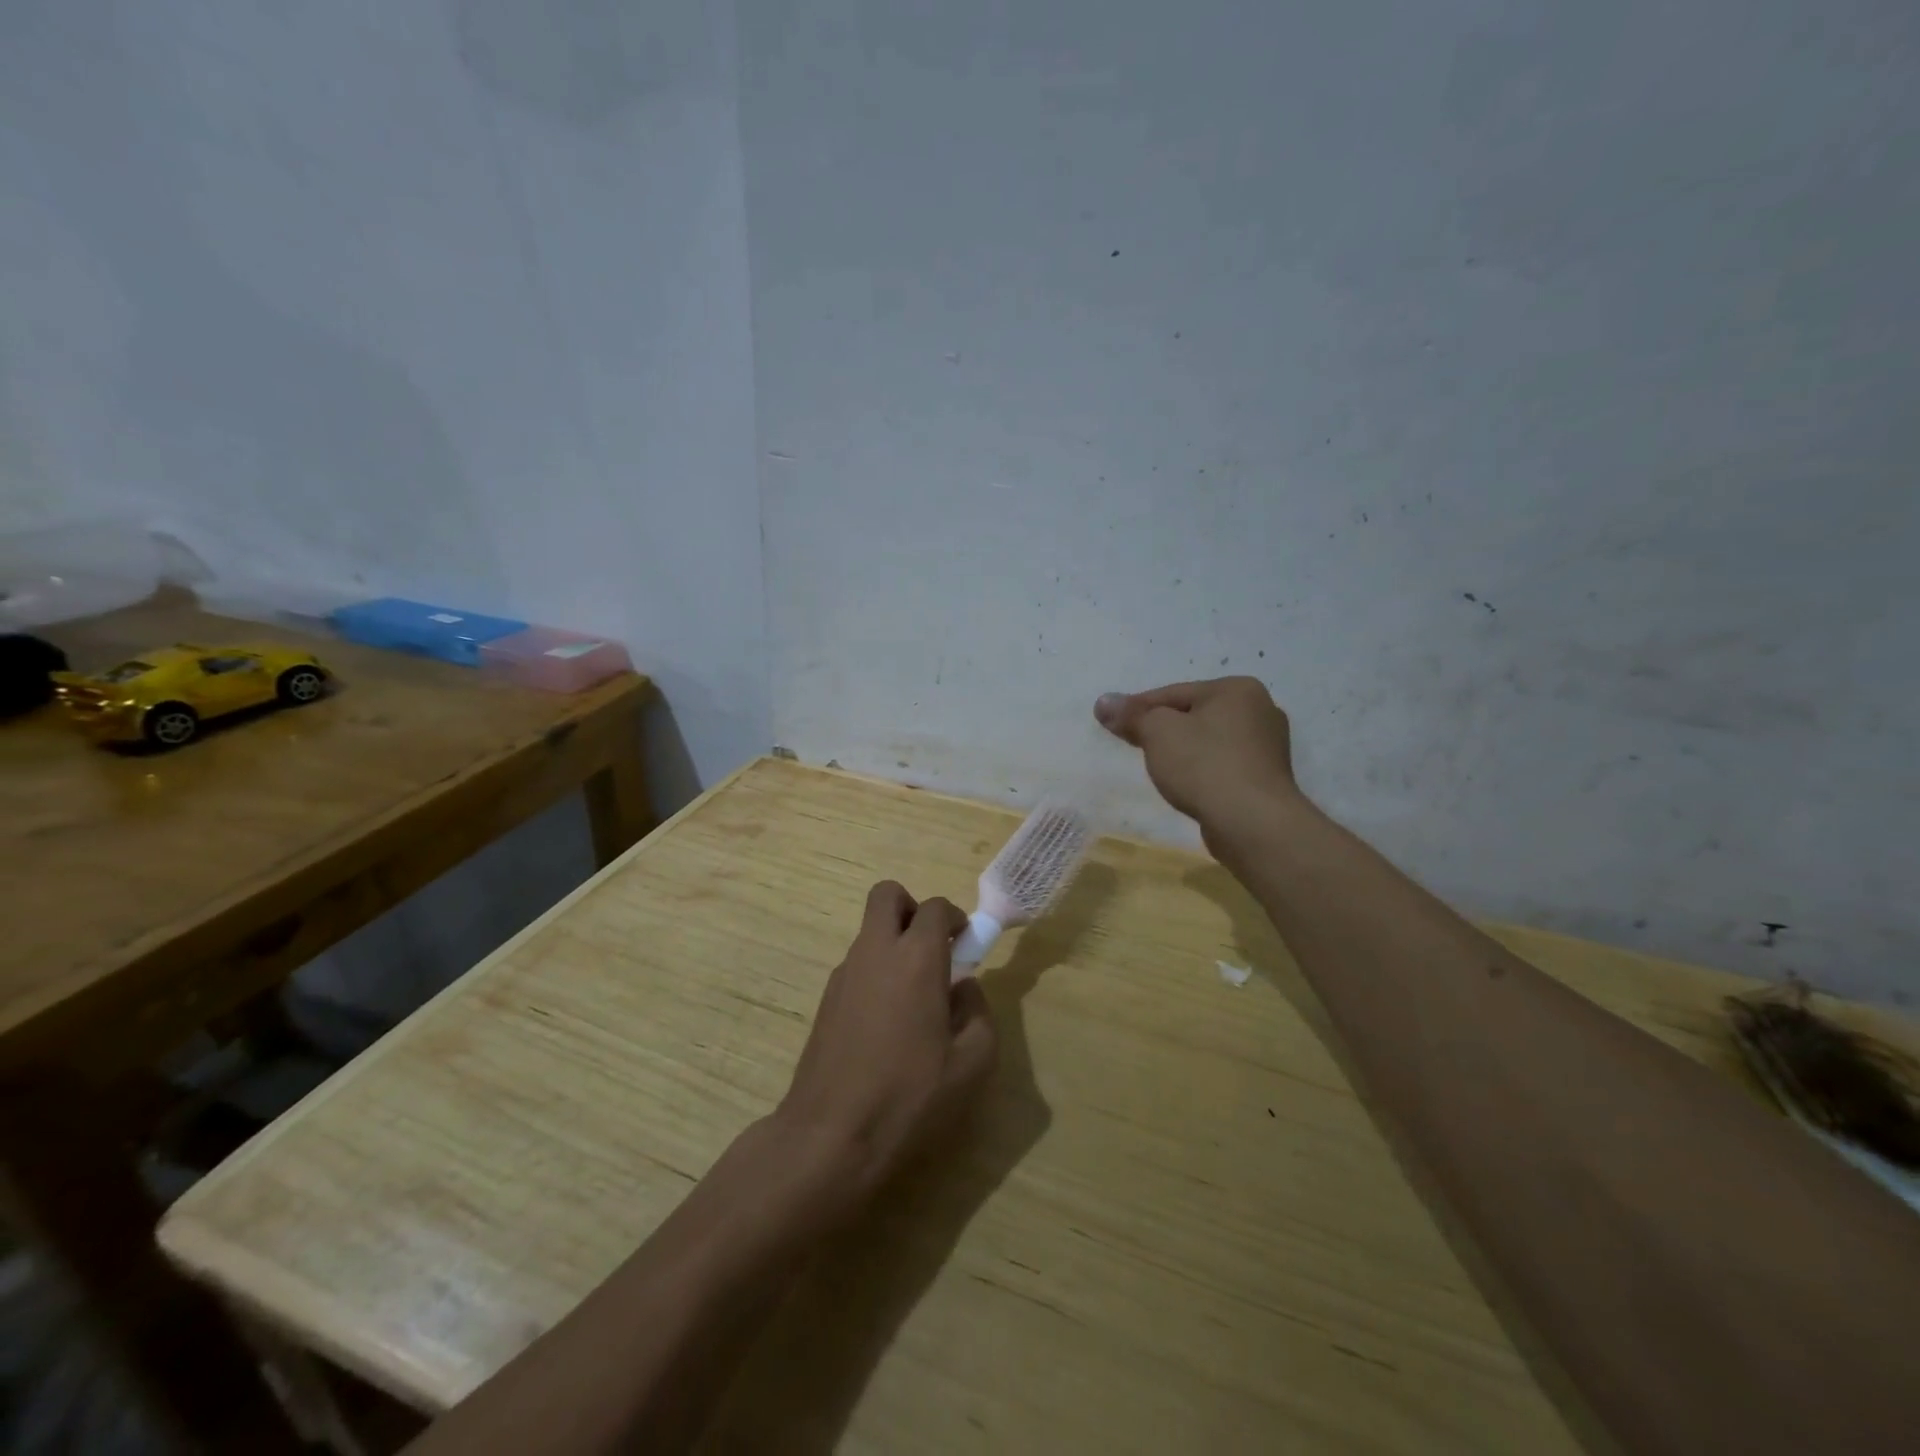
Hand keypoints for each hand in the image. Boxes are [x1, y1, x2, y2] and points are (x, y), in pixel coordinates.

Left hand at [777, 881, 997, 1214]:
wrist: (830, 1136)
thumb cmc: (909, 1097)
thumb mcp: (972, 1063)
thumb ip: (978, 1013)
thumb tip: (965, 987)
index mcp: (916, 958)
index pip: (935, 908)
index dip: (955, 919)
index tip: (965, 946)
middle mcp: (875, 952)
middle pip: (887, 895)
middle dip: (912, 908)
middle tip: (931, 949)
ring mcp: (844, 973)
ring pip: (869, 931)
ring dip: (893, 943)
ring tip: (913, 1000)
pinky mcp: (825, 999)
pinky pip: (857, 964)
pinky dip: (876, 972)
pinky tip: (886, 1024)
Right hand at [1095, 677, 1298, 843]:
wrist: (1252, 823)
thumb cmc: (1204, 765)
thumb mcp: (1158, 732)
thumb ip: (1132, 715)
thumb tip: (1104, 702)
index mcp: (1237, 689)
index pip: (1174, 693)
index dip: (1139, 708)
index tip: (1112, 723)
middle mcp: (1260, 710)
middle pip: (1194, 715)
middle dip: (1163, 729)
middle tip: (1134, 745)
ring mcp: (1268, 747)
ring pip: (1209, 741)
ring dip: (1183, 751)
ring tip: (1159, 768)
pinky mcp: (1266, 779)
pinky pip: (1222, 765)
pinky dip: (1202, 771)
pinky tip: (1187, 786)